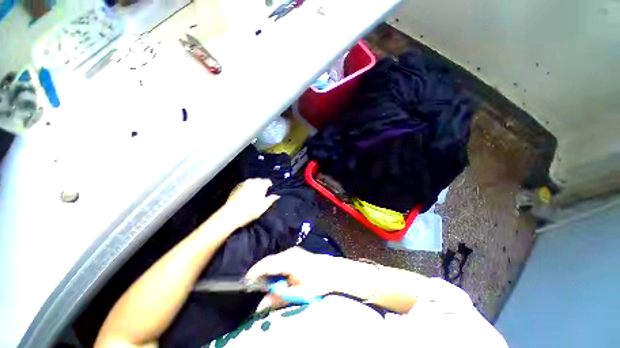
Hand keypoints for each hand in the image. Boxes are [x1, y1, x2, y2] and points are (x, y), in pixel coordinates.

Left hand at [221, 178, 278, 227]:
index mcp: (260, 185)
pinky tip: (246, 194)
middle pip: (259, 180)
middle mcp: (252, 181)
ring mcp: (243, 183)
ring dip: (254, 185)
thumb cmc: (251, 210)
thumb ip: (271, 199)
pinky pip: (244, 184)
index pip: (267, 181)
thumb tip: (277, 196)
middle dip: (261, 184)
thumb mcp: (264, 206)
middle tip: (262, 193)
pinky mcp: (236, 187)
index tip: (269, 190)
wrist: (231, 214)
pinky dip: (247, 187)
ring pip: (251, 181)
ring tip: (254, 193)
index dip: (269, 185)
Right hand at [246, 247, 347, 310]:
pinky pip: (279, 259)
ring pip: (273, 260)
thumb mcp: (298, 293)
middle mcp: (288, 253)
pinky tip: (274, 277)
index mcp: (288, 260)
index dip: (254, 272)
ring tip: (261, 284)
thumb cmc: (316, 281)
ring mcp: (292, 251)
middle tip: (252, 286)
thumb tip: (260, 306)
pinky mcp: (294, 253)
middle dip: (259, 273)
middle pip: (268, 261)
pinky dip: (273, 268)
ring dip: (266, 270)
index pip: (267, 264)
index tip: (245, 282)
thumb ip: (278, 298)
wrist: (331, 270)